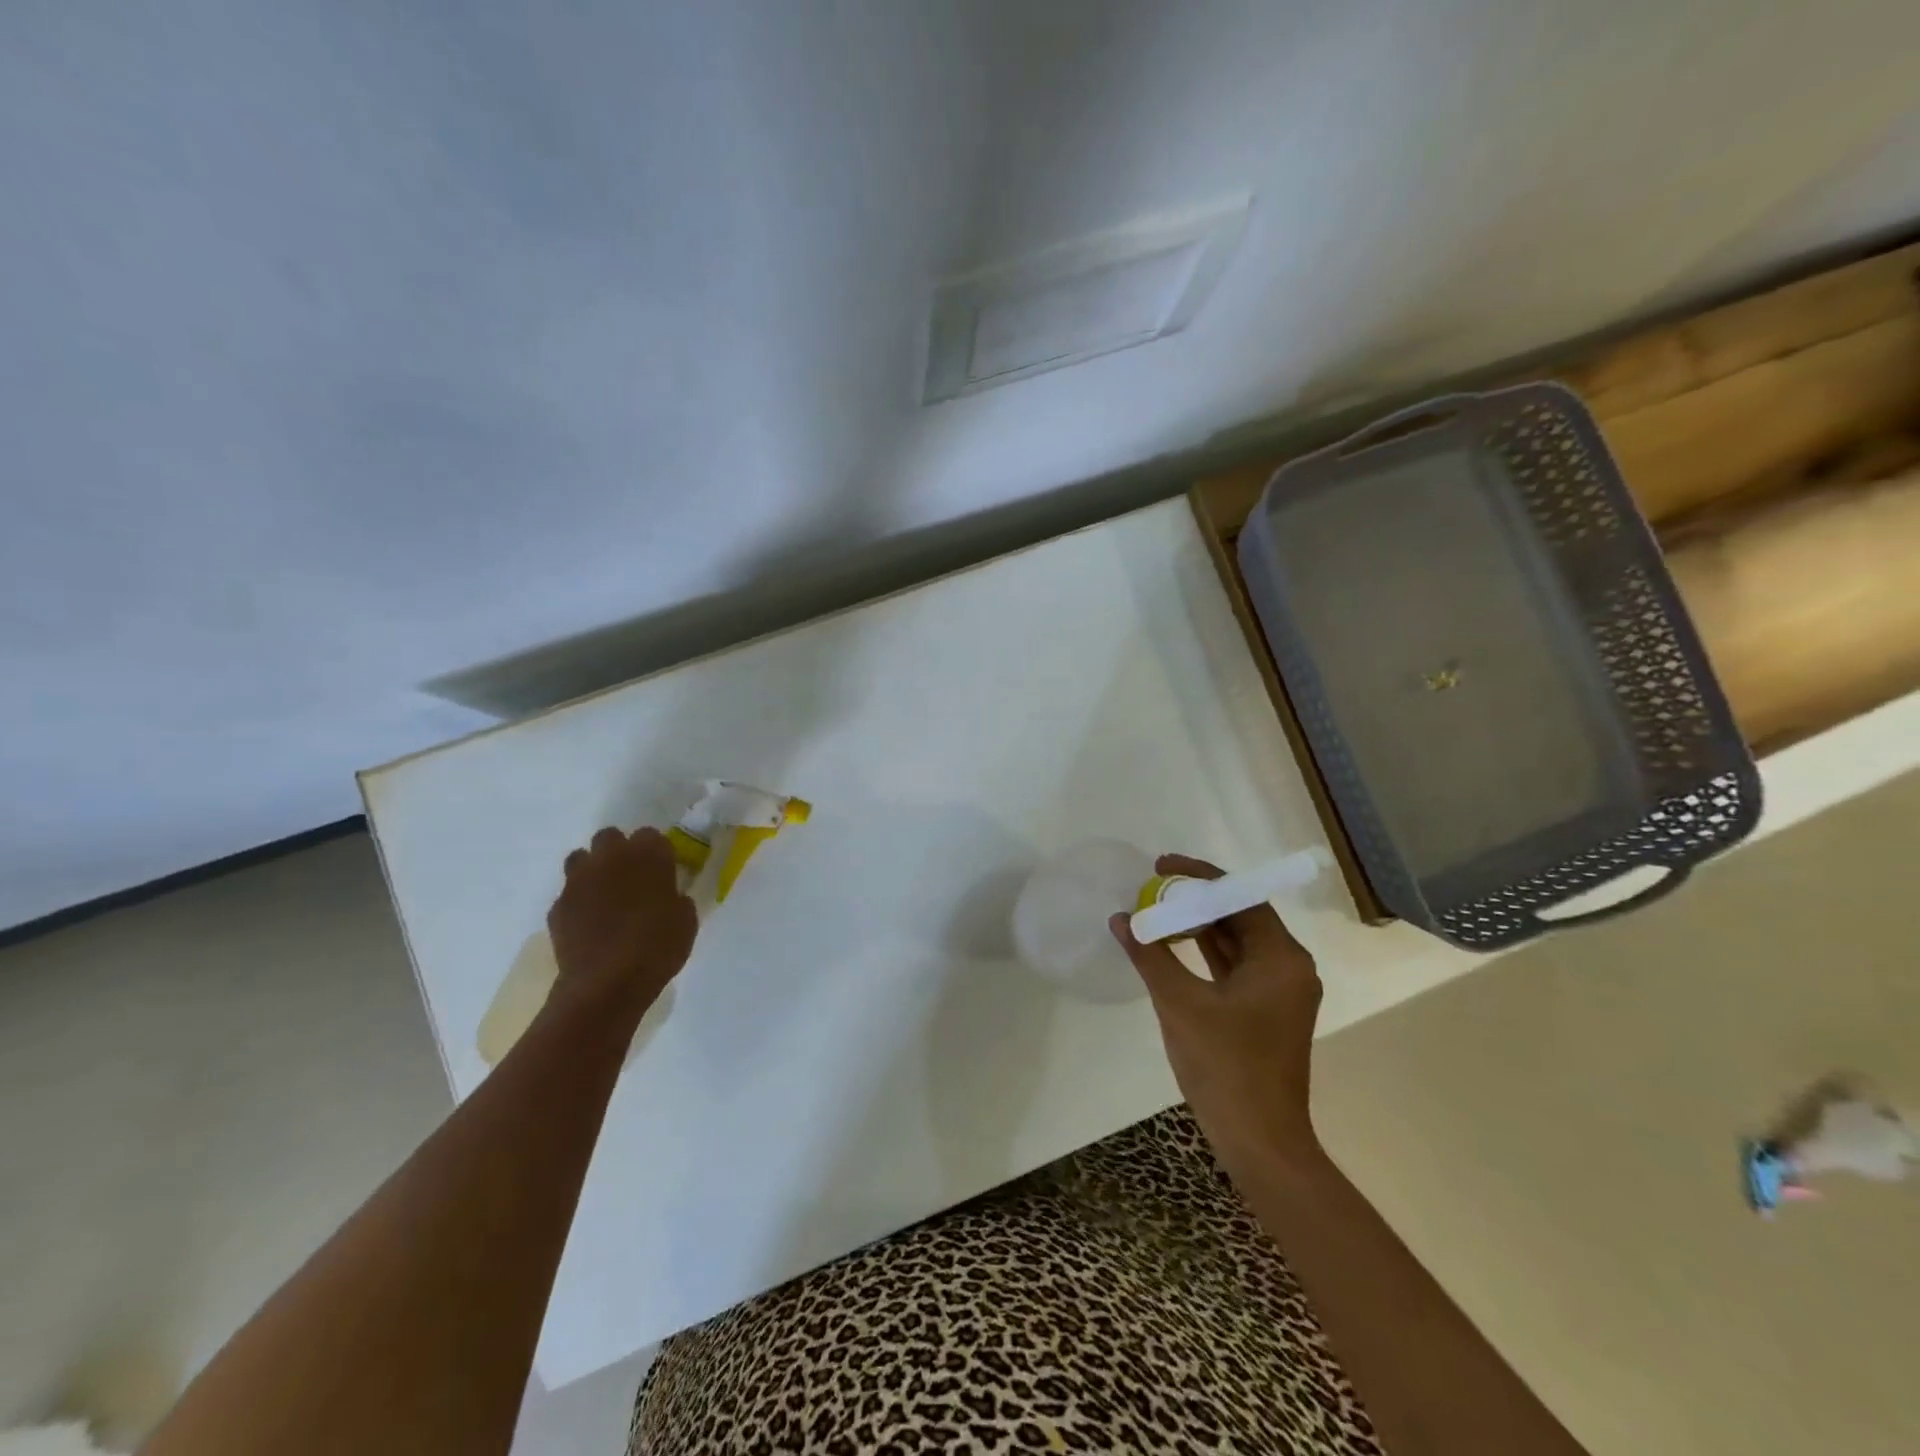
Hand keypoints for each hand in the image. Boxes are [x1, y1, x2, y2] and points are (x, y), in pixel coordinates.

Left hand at [547, 827, 697, 1021]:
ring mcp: (578, 880)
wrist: (607, 983)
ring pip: (580, 858)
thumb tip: (670, 896)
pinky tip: (589, 924)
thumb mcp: (686, 920)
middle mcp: (610, 858)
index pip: (650, 835)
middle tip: (631, 877)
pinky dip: (578, 902)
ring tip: (605, 895)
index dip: (656, 852)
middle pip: (610, 837)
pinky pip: (568, 894)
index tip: (662, 870)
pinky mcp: (557, 906)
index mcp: (648, 855)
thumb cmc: (658, 947)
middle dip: (619, 851)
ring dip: (593, 870)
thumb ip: (677, 898)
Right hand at [1110, 853, 1322, 1172]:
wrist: (1260, 1142)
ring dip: (1198, 926)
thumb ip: (1150, 955)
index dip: (1199, 876)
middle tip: (1153, 886)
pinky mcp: (1265, 1011)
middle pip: (1240, 915)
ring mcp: (1279, 992)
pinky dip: (1204, 953)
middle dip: (1196, 899)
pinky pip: (1234, 966)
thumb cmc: (1225, 1067)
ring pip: (1236, 942)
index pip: (1240, 896)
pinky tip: (1171, 946)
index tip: (1160, 866)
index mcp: (1280, 958)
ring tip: (1156, 909)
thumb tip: (1121, 918)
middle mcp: (1288, 967)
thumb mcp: (1180, 1004)